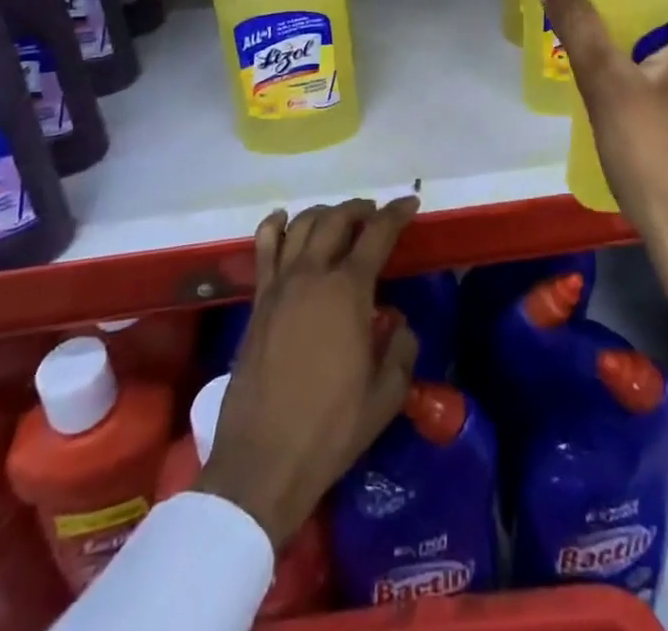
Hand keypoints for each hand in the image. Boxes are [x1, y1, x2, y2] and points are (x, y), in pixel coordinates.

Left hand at [197, 197, 420, 545]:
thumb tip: (398, 323)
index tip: (410, 203)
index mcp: (348, 291)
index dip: (396, 213)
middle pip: (336, 220)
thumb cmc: (331, 429)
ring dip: (325, 213)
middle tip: (376, 213)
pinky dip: (276, 226)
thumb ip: (402, 349)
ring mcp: (279, 285)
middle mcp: (312, 275)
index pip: (377, 234)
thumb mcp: (386, 395)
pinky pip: (265, 248)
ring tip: (340, 219)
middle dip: (360, 209)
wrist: (262, 463)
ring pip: (301, 225)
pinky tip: (284, 220)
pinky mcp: (257, 302)